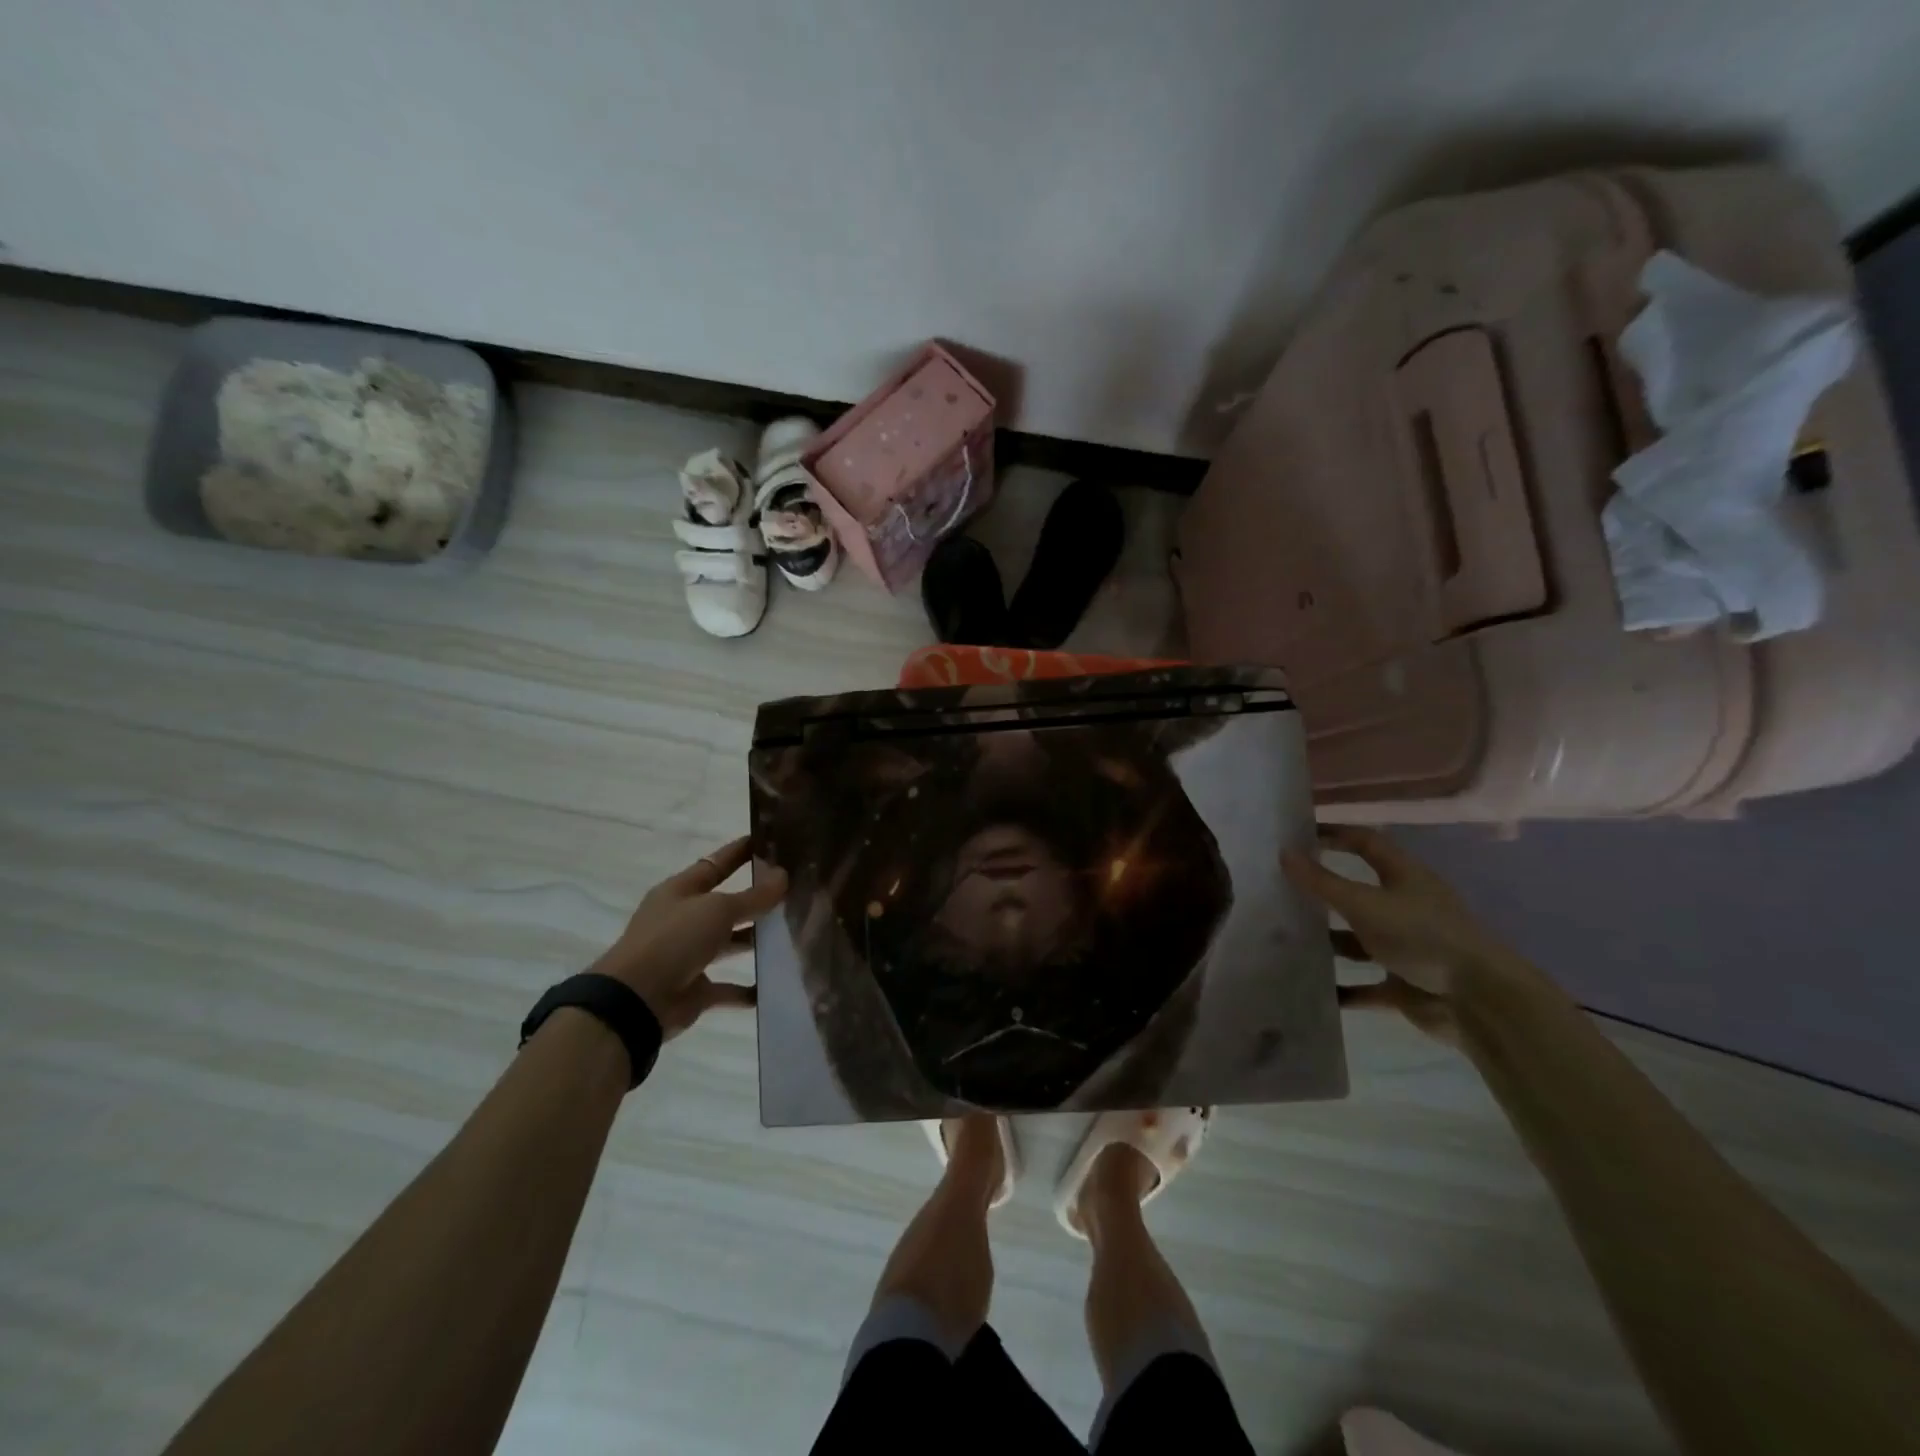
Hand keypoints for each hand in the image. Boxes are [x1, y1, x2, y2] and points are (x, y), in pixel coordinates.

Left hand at [589, 837, 787, 1040]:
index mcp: (681, 891)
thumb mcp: (718, 909)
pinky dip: (748, 990)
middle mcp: (683, 920)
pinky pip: (727, 987)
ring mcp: (688, 955)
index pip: (716, 864)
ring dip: (755, 940)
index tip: (768, 841)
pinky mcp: (695, 989)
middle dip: (755, 898)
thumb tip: (783, 875)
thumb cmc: (674, 940)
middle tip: (793, 889)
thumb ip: (753, 896)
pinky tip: (774, 985)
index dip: (739, 852)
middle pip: (725, 905)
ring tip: (793, 933)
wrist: (636, 1001)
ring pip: (729, 943)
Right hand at [1282, 824, 1534, 1043]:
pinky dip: (1343, 989)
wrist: (1479, 1001)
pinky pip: (1366, 985)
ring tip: (1288, 939)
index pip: (1366, 843)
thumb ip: (1322, 881)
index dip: (1335, 834)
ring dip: (1330, 942)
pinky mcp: (1406, 984)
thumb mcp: (1364, 904)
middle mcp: (1406, 908)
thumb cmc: (1421, 936)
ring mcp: (1407, 948)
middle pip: (1359, 893)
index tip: (1299, 836)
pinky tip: (1315, 989)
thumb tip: (1283, 852)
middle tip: (1282, 890)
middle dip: (1324, 893)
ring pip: (1359, 940)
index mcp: (1405, 877)